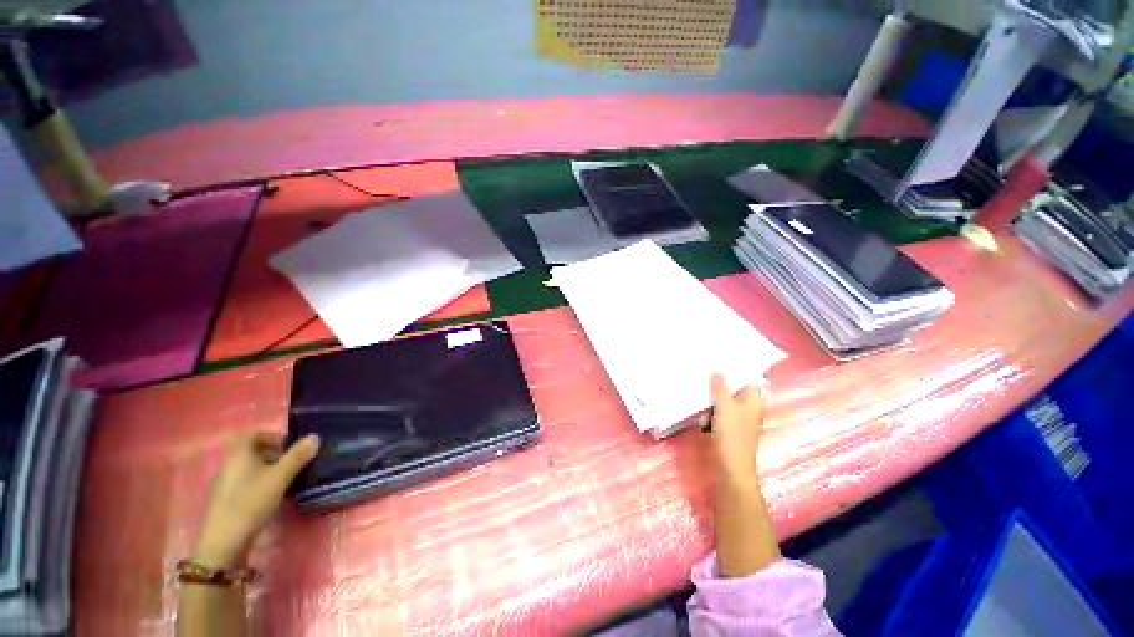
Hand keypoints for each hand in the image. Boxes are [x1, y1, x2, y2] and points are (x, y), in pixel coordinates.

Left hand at [191, 432, 319, 568]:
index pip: (253, 434)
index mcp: (238, 455)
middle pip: (252, 451)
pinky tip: (273, 495)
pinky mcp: (227, 500)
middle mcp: (229, 465)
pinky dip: (261, 482)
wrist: (224, 542)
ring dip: (269, 468)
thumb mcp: (280, 477)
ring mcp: (225, 484)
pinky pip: (246, 482)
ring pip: (250, 467)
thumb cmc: (251, 502)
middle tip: (294, 461)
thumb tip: (315, 436)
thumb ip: (298, 456)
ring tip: (288, 478)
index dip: (273, 435)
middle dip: (275, 453)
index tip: (291, 445)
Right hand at [703, 373, 765, 482]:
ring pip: (722, 403)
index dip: (734, 370)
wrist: (731, 468)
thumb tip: (718, 371)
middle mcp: (748, 408)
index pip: (747, 378)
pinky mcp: (729, 429)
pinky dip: (710, 418)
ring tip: (704, 417)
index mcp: (754, 400)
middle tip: (704, 390)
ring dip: (710, 407)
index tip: (718, 362)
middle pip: (731, 390)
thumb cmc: (732, 434)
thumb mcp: (724, 406)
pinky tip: (703, 426)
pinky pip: (718, 416)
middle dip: (716, 391)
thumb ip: (720, 387)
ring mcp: (739, 419)